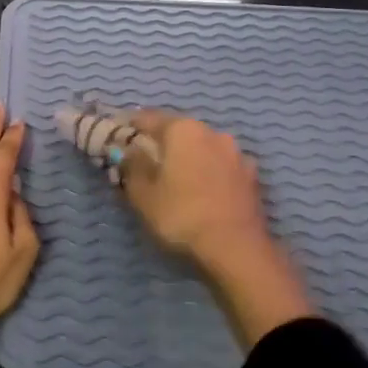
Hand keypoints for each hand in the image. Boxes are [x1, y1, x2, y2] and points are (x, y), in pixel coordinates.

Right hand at [118, 110, 313, 349]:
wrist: (236, 249)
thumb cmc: (181, 215)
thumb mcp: (142, 194)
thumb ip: (132, 166)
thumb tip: (129, 149)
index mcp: (183, 130)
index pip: (148, 118)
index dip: (129, 126)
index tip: (116, 136)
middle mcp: (212, 132)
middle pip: (177, 131)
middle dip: (160, 142)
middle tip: (143, 159)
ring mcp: (236, 153)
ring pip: (201, 148)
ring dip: (186, 157)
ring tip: (173, 177)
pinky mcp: (251, 176)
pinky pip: (220, 166)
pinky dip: (207, 172)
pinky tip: (200, 190)